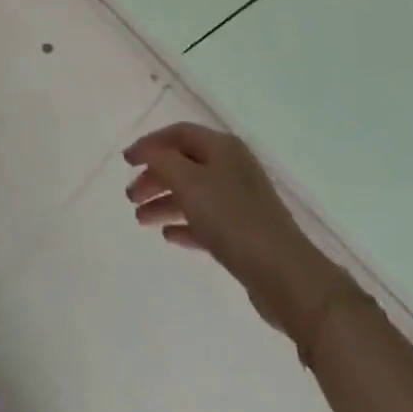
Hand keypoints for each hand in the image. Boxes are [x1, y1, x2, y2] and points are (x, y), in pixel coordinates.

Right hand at [124, 122, 352, 338]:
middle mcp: (231, 167)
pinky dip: (185, 224)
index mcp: (222, 147)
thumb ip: (162, 162)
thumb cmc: (233, 219)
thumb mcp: (190, 183)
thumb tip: (147, 151)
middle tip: (130, 196)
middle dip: (155, 177)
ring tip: (140, 219)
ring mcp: (240, 201)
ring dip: (165, 203)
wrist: (286, 277)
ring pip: (193, 194)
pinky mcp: (244, 234)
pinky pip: (206, 221)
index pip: (178, 134)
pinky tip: (168, 236)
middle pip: (184, 164)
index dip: (149, 144)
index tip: (126, 161)